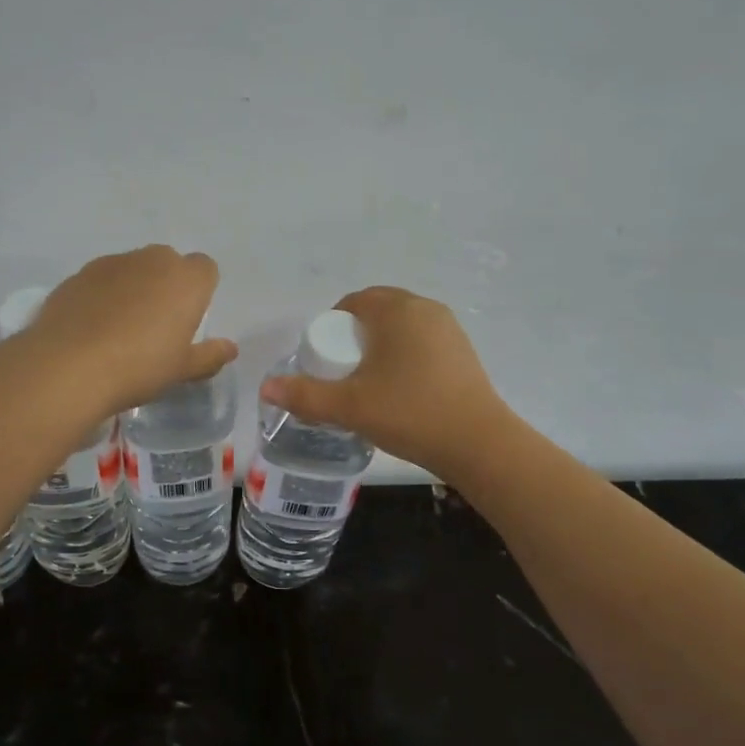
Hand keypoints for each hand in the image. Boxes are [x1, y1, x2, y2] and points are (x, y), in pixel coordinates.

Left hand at [29, 246, 237, 415]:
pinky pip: (100, 280)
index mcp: (185, 279)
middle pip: (168, 263)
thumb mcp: (182, 369)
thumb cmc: (139, 366)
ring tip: (120, 328)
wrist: (69, 366)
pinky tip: (92, 328)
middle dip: (166, 285)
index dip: (199, 291)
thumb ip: (209, 355)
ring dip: (133, 288)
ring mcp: (111, 263)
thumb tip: (230, 348)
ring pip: (132, 269)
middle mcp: (151, 260)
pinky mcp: (78, 275)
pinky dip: (102, 296)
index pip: (205, 269)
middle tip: (157, 325)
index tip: (188, 320)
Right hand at [259, 286, 509, 478]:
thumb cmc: (409, 414)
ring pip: (401, 328)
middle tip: (342, 374)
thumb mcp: (349, 407)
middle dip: (354, 337)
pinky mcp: (462, 351)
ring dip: (379, 347)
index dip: (331, 327)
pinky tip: (400, 390)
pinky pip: (421, 342)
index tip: (324, 361)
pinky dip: (403, 357)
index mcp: (397, 310)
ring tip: (368, 384)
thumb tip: (267, 387)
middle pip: (377, 312)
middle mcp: (425, 309)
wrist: (478, 443)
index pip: (352, 302)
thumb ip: (305, 395)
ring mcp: (449, 329)